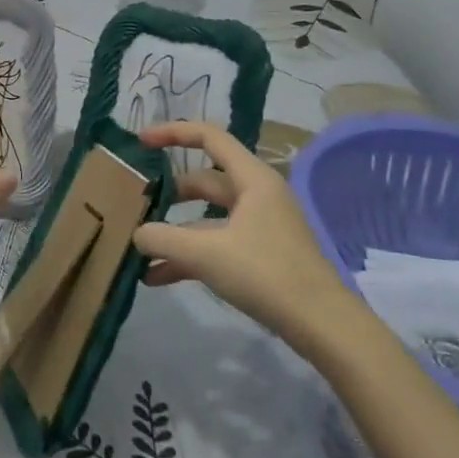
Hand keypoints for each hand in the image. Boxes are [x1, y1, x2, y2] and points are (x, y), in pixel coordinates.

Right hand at [132, 120, 349, 332]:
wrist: (321, 324)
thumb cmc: (266, 274)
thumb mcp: (206, 254)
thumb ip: (163, 239)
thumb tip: (137, 234)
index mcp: (252, 179)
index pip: (209, 137)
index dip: (173, 133)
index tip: (141, 142)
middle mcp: (256, 195)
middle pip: (205, 180)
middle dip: (170, 192)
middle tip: (138, 202)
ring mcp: (260, 226)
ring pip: (207, 217)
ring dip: (175, 231)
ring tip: (141, 246)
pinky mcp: (259, 254)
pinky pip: (216, 244)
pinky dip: (189, 256)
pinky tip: (157, 277)